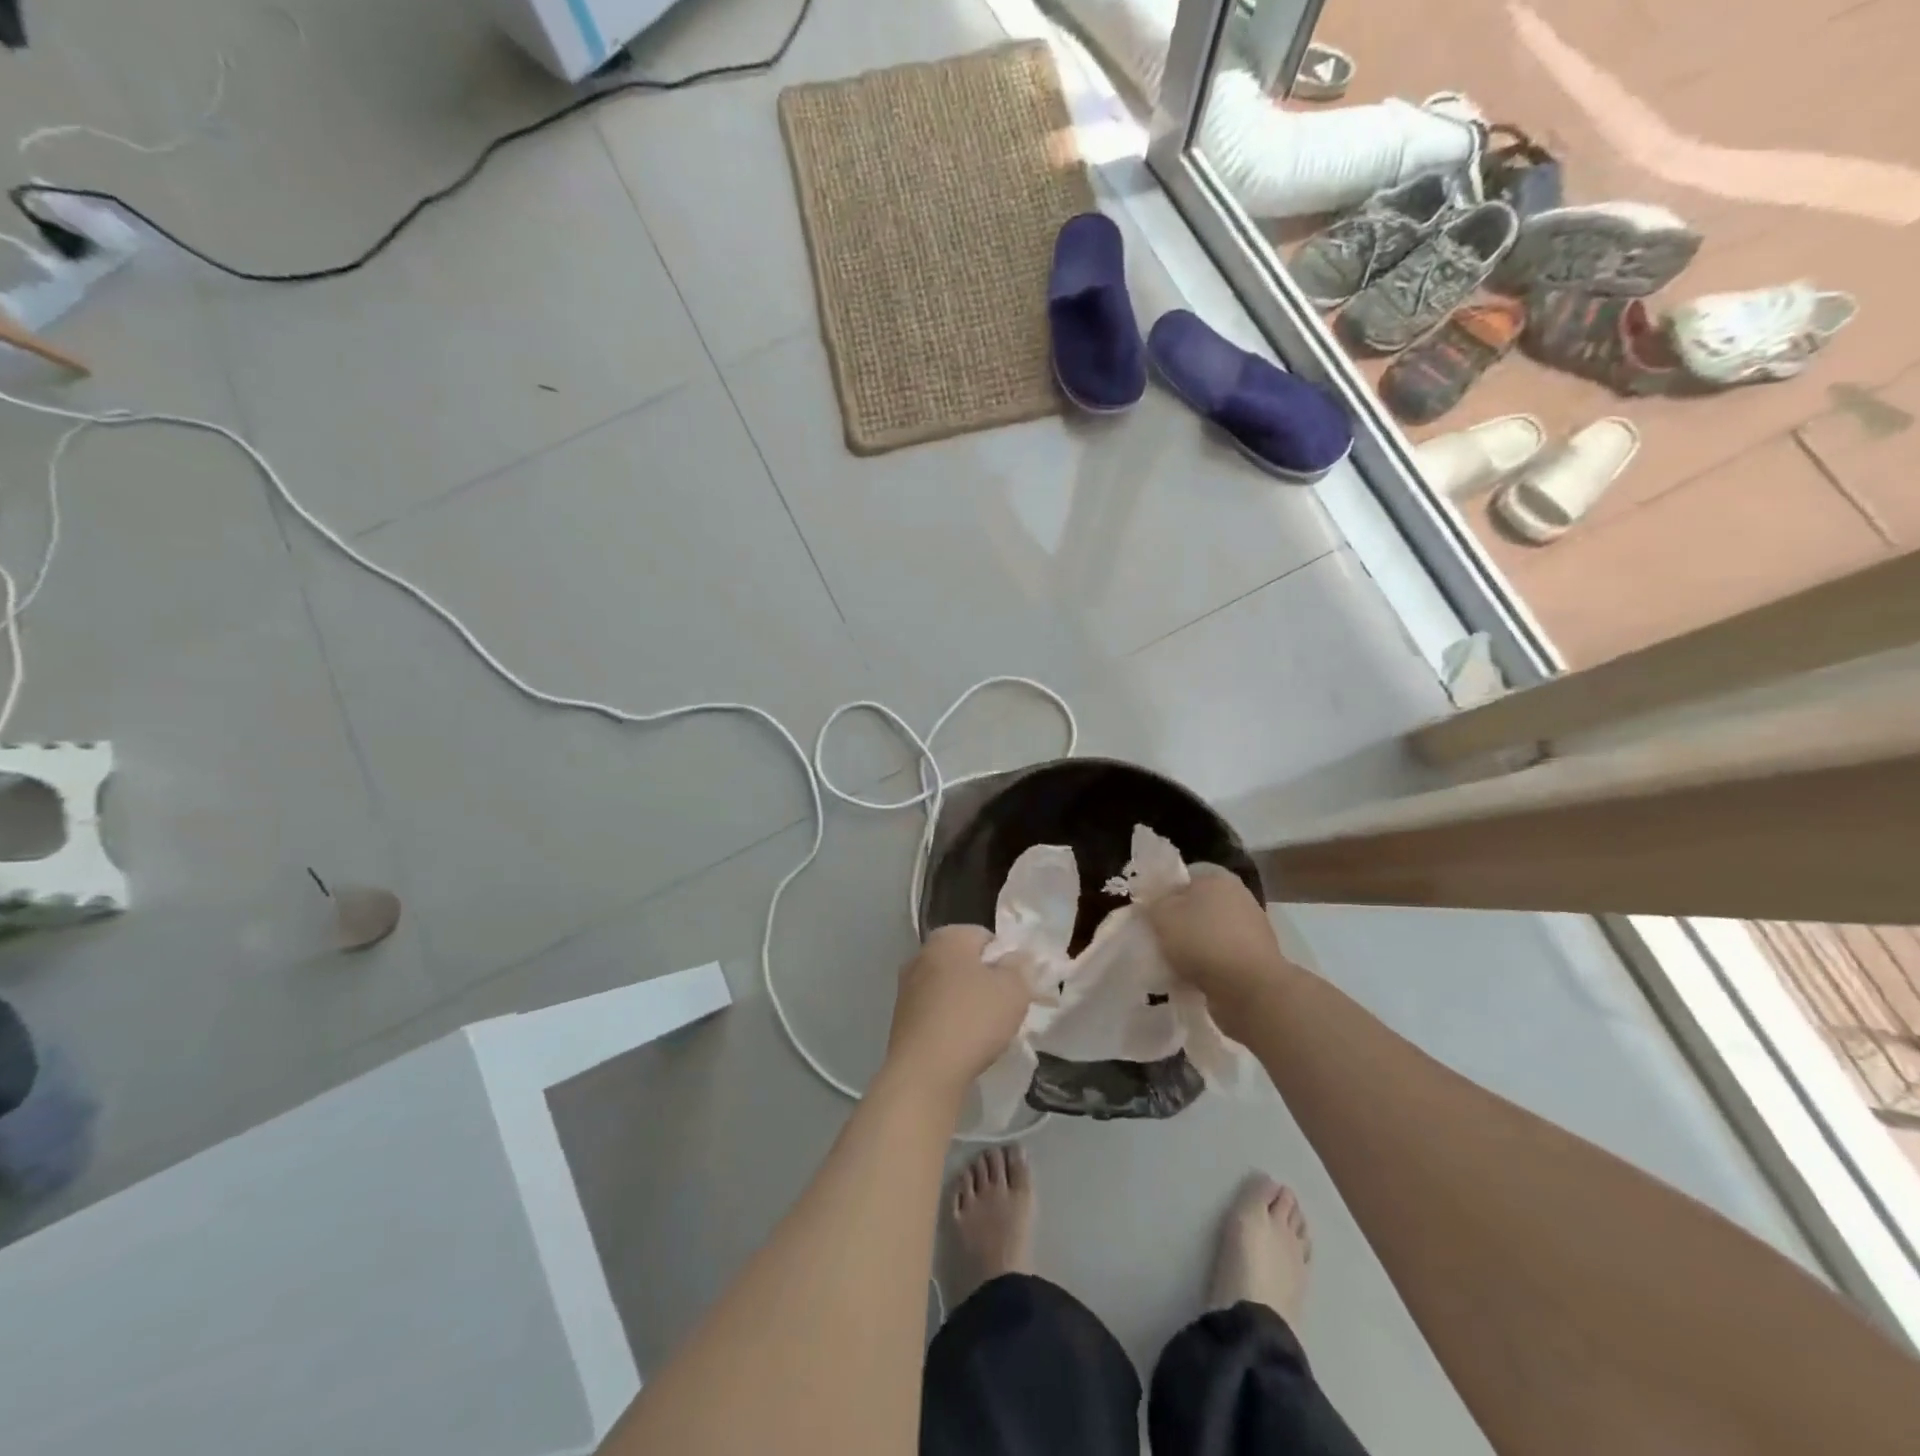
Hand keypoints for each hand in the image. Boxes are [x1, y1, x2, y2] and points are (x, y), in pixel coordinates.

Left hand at [882, 925, 1032, 1101]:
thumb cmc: (973, 1020)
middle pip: (966, 962)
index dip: (1006, 960)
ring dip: (968, 1003)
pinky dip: (950, 1022)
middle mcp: (921, 954)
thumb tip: (1017, 957)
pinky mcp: (901, 1017)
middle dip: (986, 981)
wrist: (924, 1072)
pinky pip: (936, 1011)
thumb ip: (1020, 966)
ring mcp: (907, 986)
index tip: (1017, 986)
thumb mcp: (1014, 989)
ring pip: (950, 988)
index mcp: (947, 937)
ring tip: (986, 1031)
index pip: (986, 937)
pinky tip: (963, 1044)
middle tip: (1005, 1008)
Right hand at [1144, 872, 1294, 1033]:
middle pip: (1196, 906)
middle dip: (1177, 923)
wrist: (1250, 990)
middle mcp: (1238, 897)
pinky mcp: (1255, 959)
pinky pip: (1220, 958)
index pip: (1183, 877)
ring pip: (1208, 934)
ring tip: (1171, 964)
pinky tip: (1190, 980)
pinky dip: (1207, 967)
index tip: (1149, 913)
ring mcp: (1251, 929)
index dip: (1163, 893)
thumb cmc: (1203, 941)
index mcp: (1218, 877)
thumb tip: (1153, 903)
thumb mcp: (1162, 915)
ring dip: (1191, 947)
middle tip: (1157, 939)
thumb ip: (1152, 903)